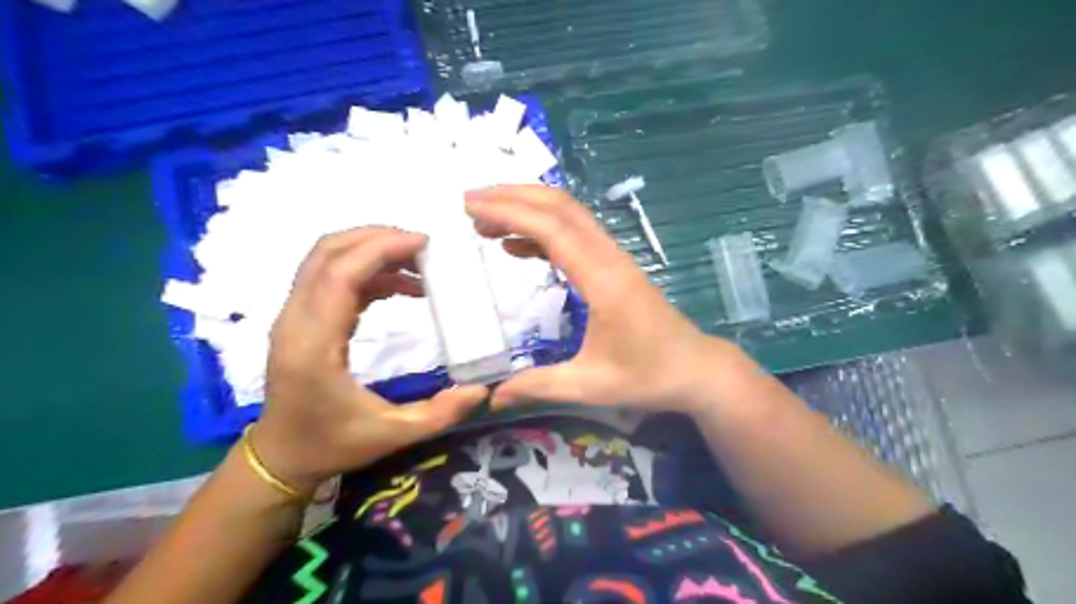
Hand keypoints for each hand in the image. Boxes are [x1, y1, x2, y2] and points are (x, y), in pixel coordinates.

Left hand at [250, 227, 485, 495]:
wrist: (281, 456)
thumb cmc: (332, 444)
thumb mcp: (392, 434)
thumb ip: (440, 413)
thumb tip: (481, 390)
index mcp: (314, 345)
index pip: (339, 274)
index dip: (380, 249)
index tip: (423, 243)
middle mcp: (296, 321)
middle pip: (327, 253)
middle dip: (377, 238)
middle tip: (423, 246)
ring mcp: (294, 317)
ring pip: (325, 259)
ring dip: (371, 250)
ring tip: (417, 263)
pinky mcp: (301, 319)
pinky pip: (330, 277)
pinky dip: (366, 271)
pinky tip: (400, 286)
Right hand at [463, 186, 748, 416]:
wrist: (696, 369)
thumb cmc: (648, 376)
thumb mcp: (590, 386)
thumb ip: (538, 386)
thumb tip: (492, 398)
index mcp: (602, 281)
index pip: (551, 229)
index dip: (509, 211)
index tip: (470, 206)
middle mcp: (608, 258)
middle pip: (560, 207)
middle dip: (512, 197)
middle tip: (470, 202)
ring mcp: (614, 258)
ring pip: (568, 215)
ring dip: (527, 209)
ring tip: (484, 222)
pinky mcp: (614, 266)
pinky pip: (575, 236)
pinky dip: (541, 232)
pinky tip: (516, 247)